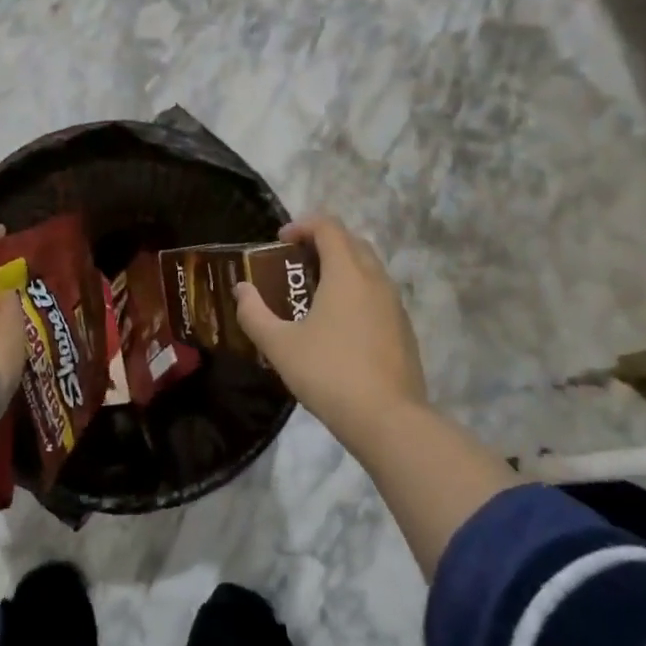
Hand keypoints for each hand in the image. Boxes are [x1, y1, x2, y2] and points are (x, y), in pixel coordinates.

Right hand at [234, 213, 427, 431]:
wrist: (388, 419)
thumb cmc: (328, 373)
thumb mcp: (279, 345)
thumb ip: (254, 314)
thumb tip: (241, 290)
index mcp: (347, 274)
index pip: (328, 227)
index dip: (302, 225)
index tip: (280, 240)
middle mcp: (376, 280)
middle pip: (352, 242)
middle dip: (323, 243)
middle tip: (295, 263)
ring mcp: (395, 305)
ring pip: (369, 268)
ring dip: (342, 267)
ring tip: (314, 292)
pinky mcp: (403, 329)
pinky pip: (378, 294)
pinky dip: (357, 292)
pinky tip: (338, 324)